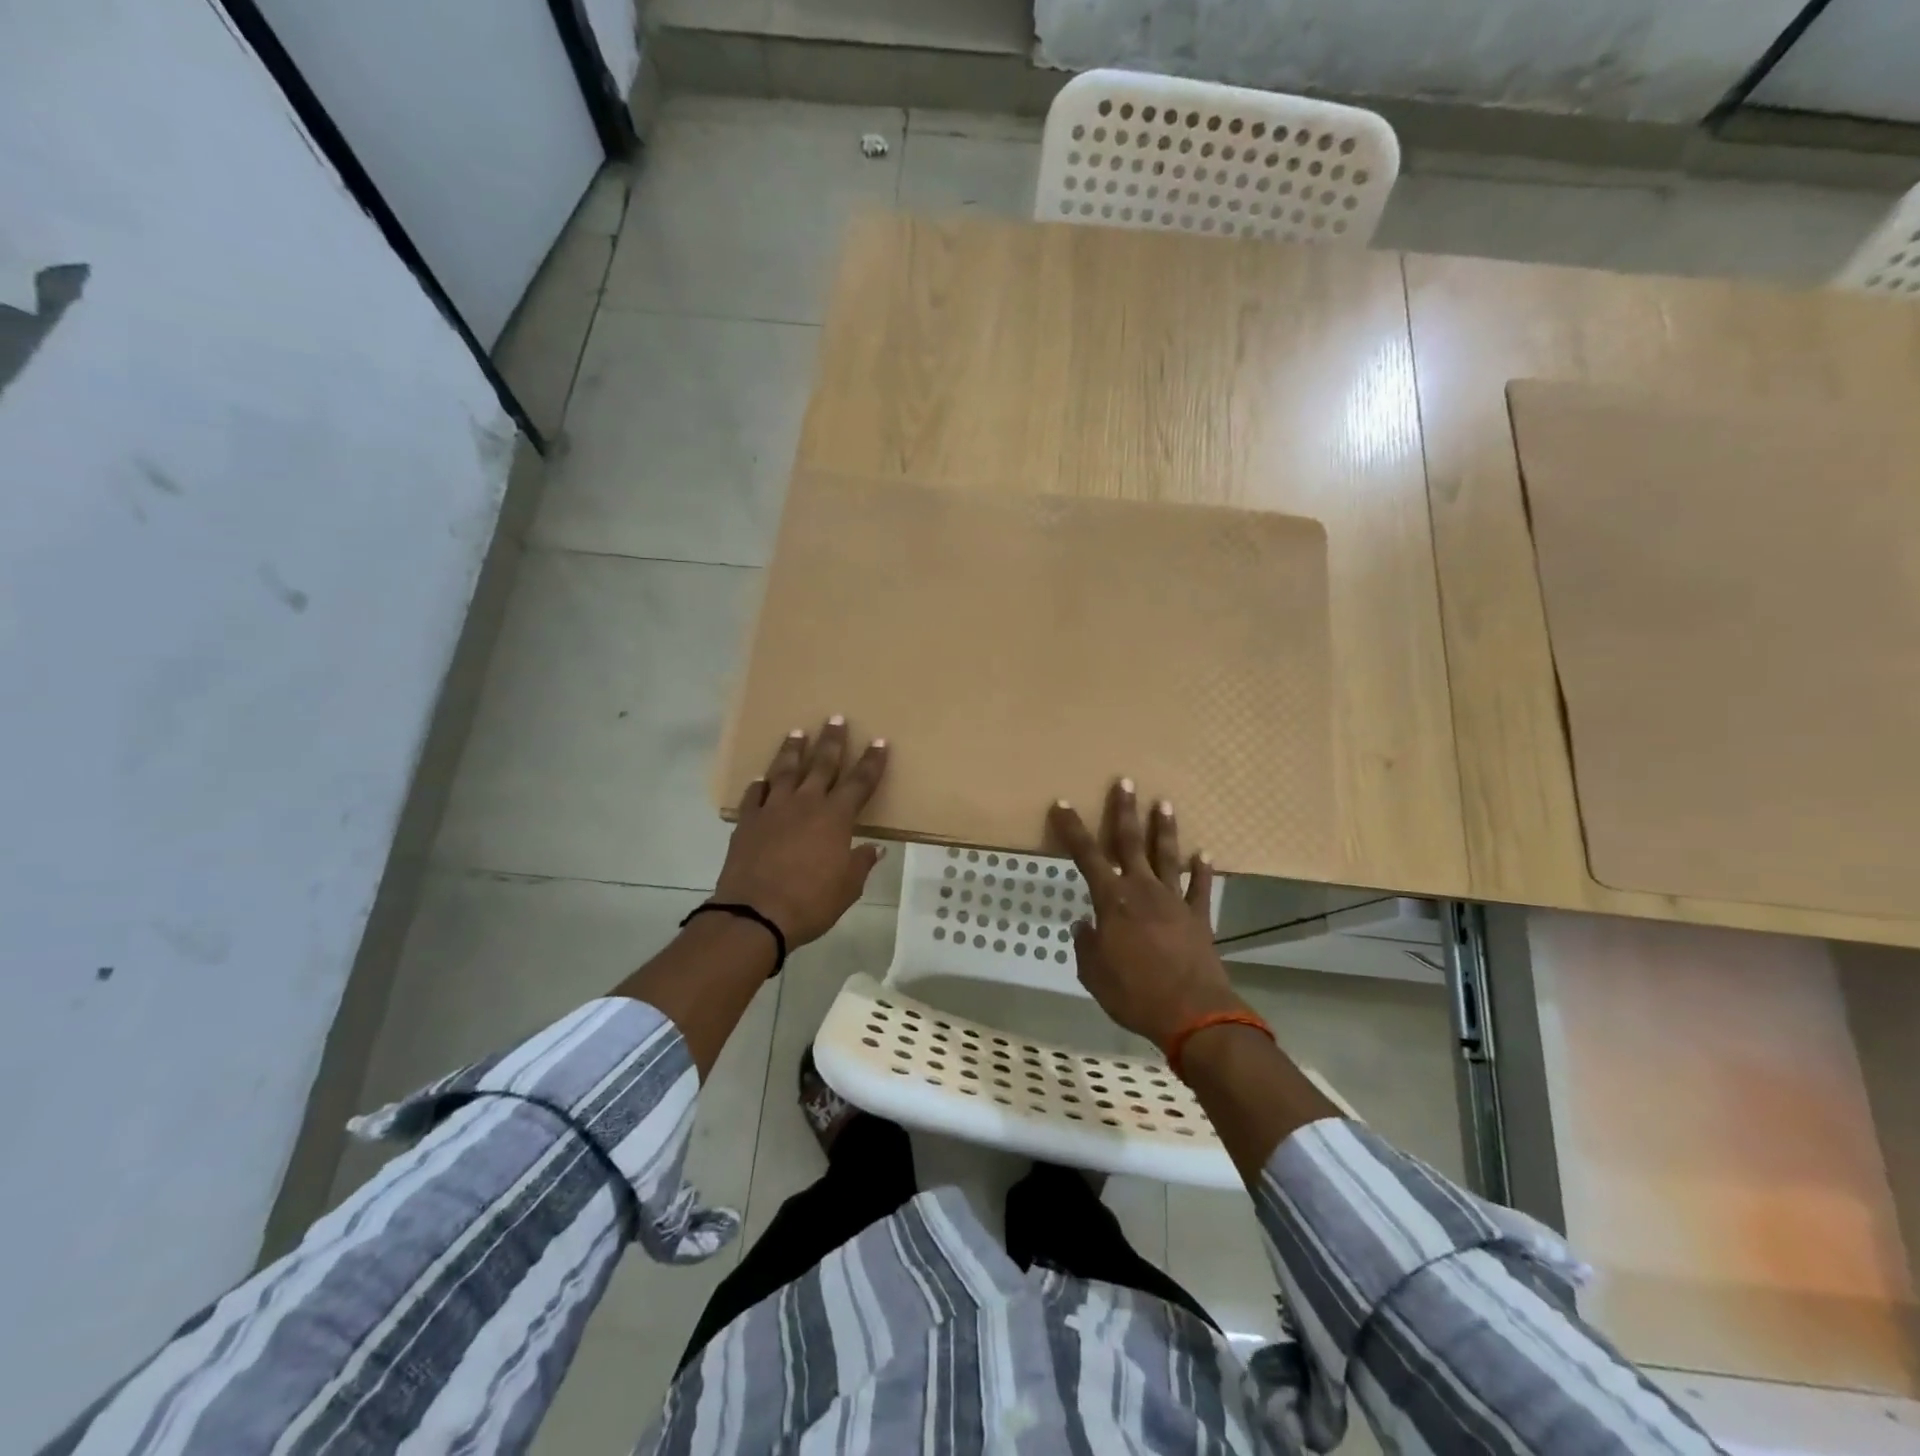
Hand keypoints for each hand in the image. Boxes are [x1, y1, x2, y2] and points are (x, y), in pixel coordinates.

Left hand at [714, 717, 888, 947]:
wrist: (755, 913)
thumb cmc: (810, 902)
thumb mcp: (847, 888)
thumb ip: (860, 863)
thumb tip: (873, 849)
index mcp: (835, 818)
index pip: (860, 782)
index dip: (872, 762)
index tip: (879, 741)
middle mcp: (805, 804)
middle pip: (822, 765)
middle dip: (832, 741)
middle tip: (835, 718)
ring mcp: (773, 809)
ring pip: (785, 771)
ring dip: (793, 750)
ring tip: (797, 733)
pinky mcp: (748, 822)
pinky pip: (755, 795)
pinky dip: (760, 785)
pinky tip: (761, 779)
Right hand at [1049, 780, 1245, 1048]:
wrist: (1192, 1014)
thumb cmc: (1134, 993)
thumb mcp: (1093, 974)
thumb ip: (1086, 944)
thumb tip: (1084, 925)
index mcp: (1113, 901)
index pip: (1086, 856)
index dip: (1072, 829)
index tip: (1062, 804)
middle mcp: (1143, 891)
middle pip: (1130, 842)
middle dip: (1125, 811)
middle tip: (1125, 782)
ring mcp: (1175, 901)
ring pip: (1167, 856)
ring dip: (1164, 829)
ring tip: (1164, 803)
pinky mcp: (1199, 918)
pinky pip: (1201, 888)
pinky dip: (1203, 870)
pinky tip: (1204, 854)